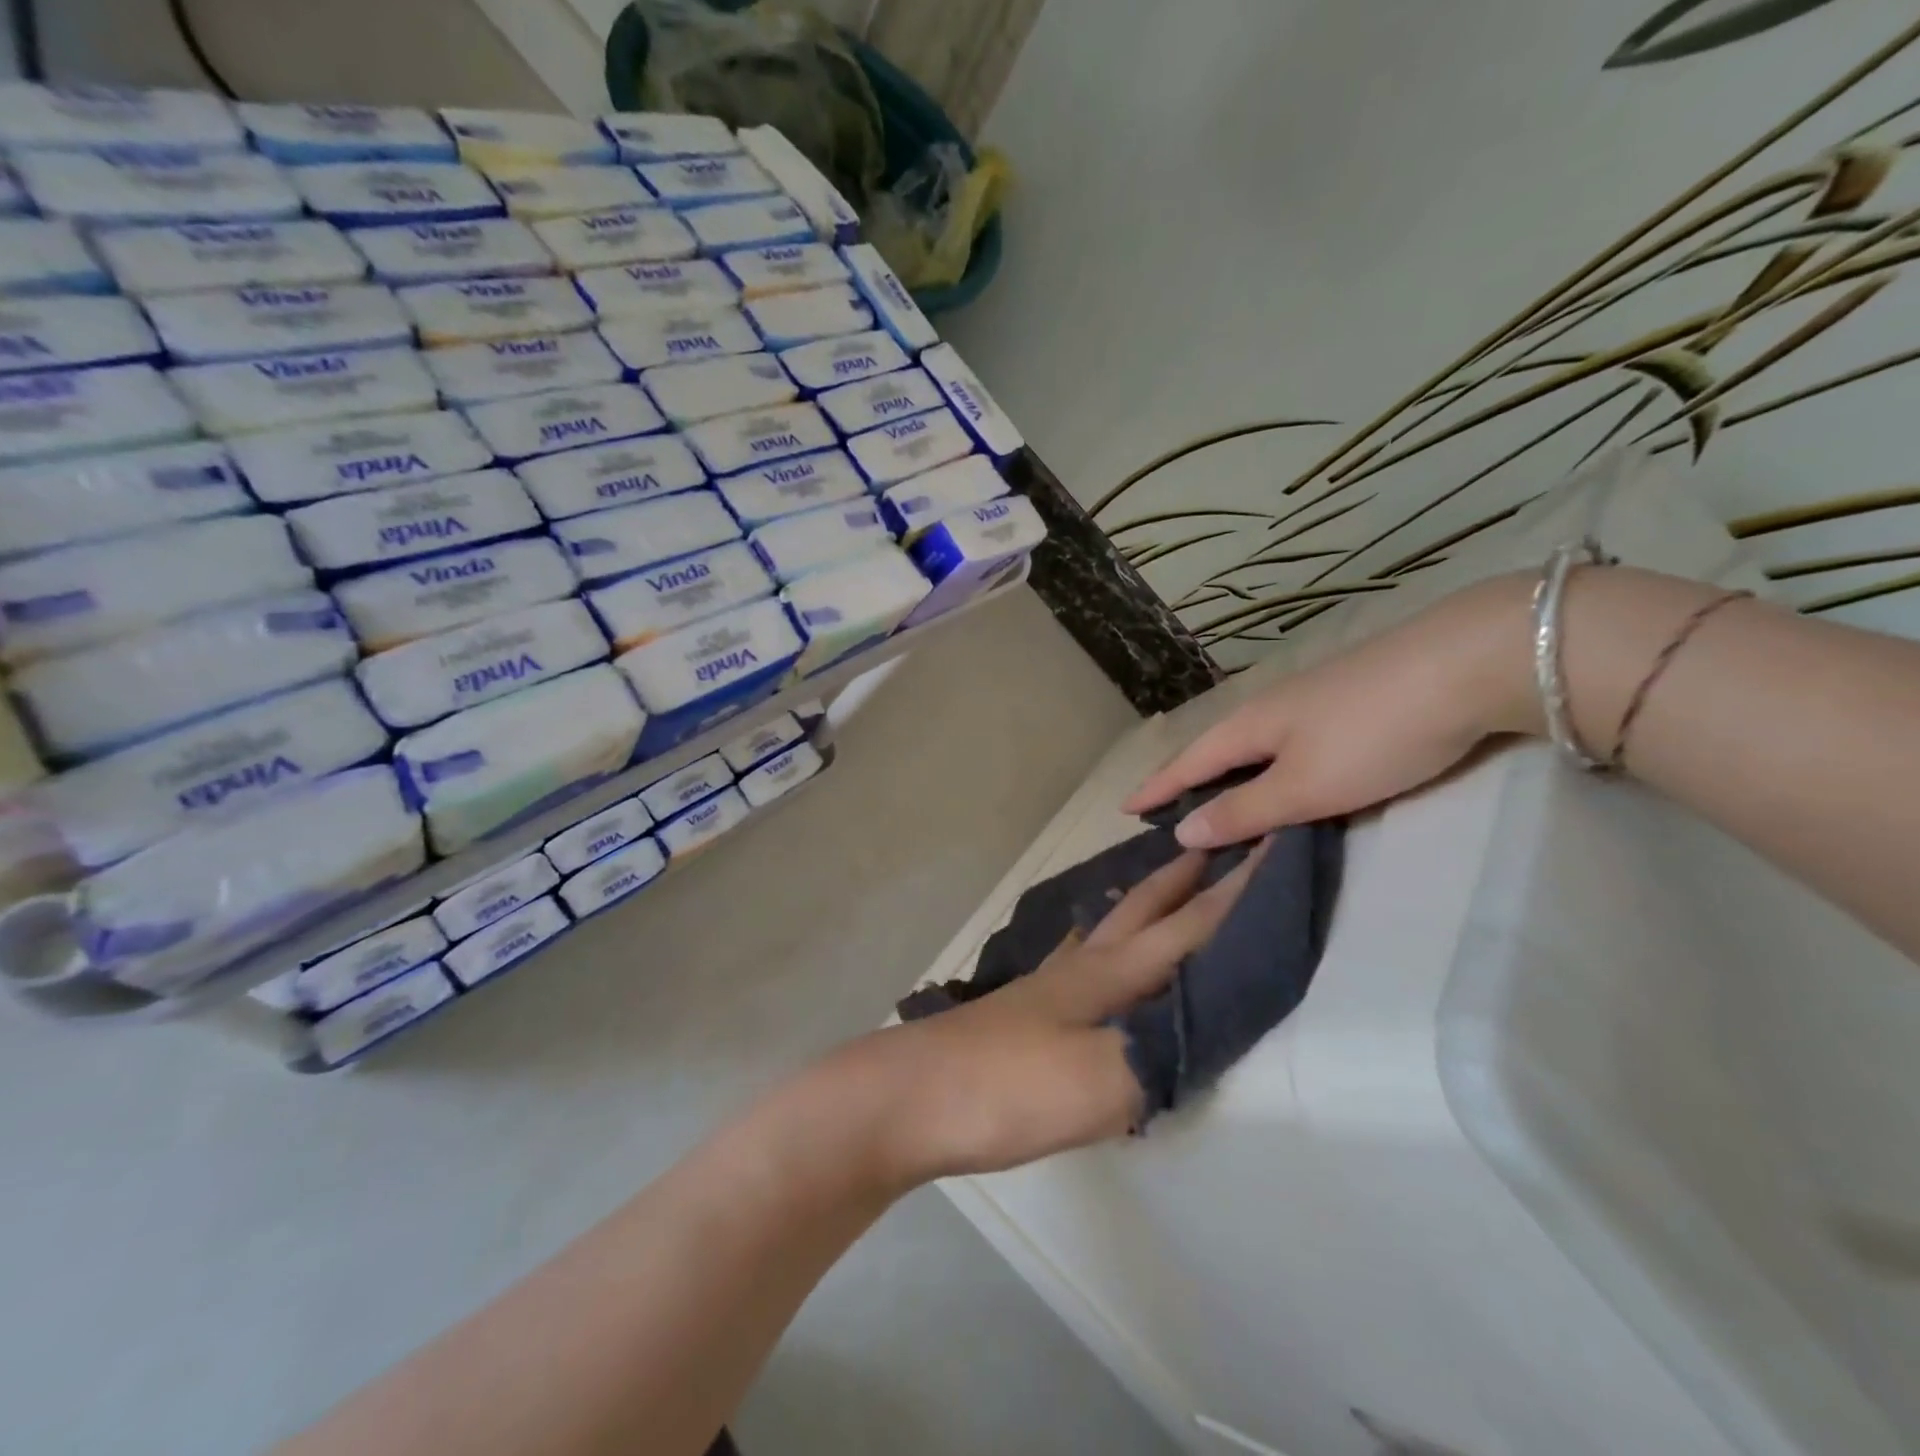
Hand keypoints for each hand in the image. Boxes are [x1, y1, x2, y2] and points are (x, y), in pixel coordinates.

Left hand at [832, 849, 1263, 1187]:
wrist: (909, 1097)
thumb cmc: (1008, 1087)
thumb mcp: (1101, 1083)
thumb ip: (1162, 1053)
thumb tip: (1209, 1027)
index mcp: (1111, 976)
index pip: (1188, 927)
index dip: (1235, 892)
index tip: (1269, 846)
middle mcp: (1082, 968)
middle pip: (1143, 910)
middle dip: (1183, 877)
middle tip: (1213, 842)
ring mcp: (1047, 986)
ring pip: (1107, 929)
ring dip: (1140, 902)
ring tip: (1158, 883)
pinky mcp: (1024, 1010)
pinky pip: (1078, 959)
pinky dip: (1098, 941)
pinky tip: (1087, 950)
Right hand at [1127, 575, 1538, 847]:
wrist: (1468, 663)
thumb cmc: (1373, 735)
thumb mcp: (1305, 787)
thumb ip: (1245, 811)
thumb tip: (1184, 831)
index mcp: (1250, 727)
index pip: (1189, 764)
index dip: (1157, 789)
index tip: (1124, 808)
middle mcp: (1272, 707)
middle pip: (1218, 748)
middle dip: (1190, 779)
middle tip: (1168, 807)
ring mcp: (1313, 698)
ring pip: (1257, 743)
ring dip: (1232, 772)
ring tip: (1221, 796)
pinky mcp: (1350, 697)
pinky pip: (1291, 739)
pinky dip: (1272, 764)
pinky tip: (1286, 771)